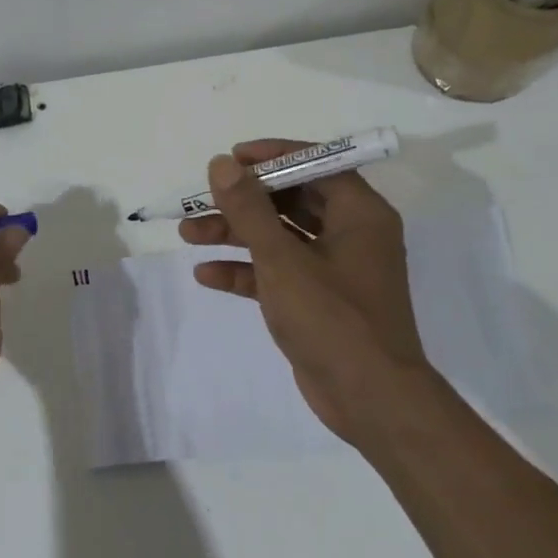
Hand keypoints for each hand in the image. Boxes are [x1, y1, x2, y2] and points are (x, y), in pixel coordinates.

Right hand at [180, 140, 432, 449]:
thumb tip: (221, 164)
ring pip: (280, 238)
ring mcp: (334, 270)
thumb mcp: (282, 259)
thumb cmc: (332, 318)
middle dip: (243, 201)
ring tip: (188, 234)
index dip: (272, 157)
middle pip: (291, 201)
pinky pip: (278, 273)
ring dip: (235, 234)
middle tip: (201, 198)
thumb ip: (249, 209)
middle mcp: (351, 234)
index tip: (231, 159)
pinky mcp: (318, 302)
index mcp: (360, 214)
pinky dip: (245, 271)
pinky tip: (206, 275)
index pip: (316, 165)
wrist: (370, 399)